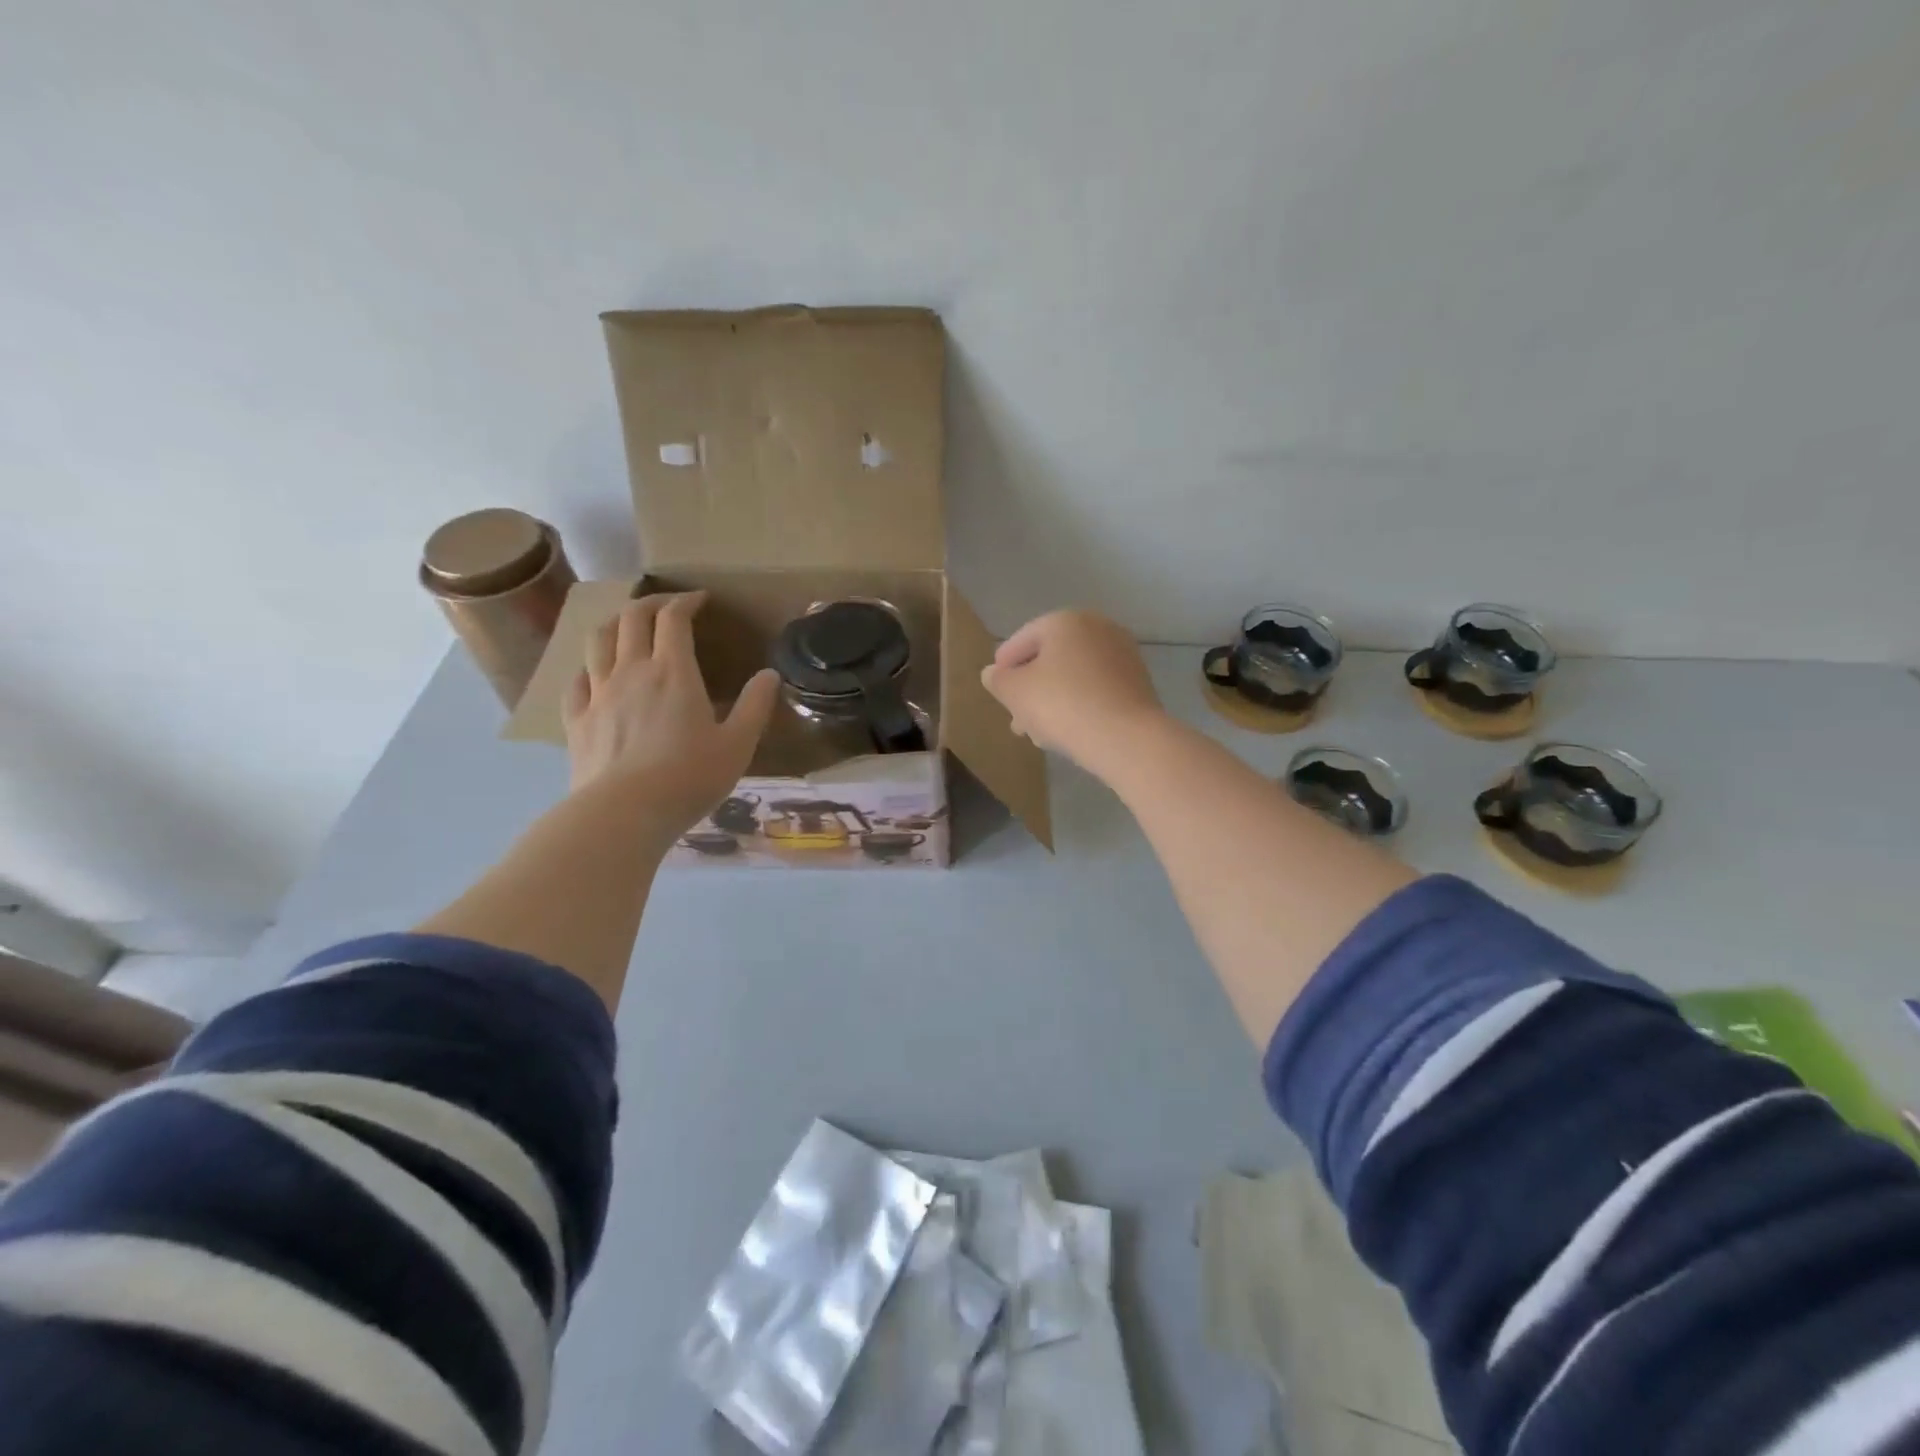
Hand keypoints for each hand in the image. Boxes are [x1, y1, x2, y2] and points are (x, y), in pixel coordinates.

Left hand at [562, 591, 781, 836]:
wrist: (624, 813)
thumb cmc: (689, 778)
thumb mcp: (737, 745)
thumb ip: (755, 706)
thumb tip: (770, 675)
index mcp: (673, 672)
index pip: (673, 619)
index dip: (686, 601)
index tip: (700, 599)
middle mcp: (631, 671)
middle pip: (631, 618)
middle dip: (650, 603)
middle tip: (668, 606)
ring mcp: (598, 694)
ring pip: (597, 640)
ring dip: (614, 624)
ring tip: (628, 627)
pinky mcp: (576, 720)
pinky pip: (577, 680)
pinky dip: (589, 667)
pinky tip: (596, 675)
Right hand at [980, 610, 1164, 776]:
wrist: (1126, 737)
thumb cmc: (1062, 705)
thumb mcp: (1015, 692)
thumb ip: (998, 680)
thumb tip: (993, 673)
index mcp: (1065, 621)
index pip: (1023, 639)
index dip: (1004, 665)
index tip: (996, 688)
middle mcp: (1097, 628)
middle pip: (1051, 658)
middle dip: (1030, 688)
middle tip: (1015, 717)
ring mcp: (1122, 654)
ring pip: (1074, 676)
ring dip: (1053, 699)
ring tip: (1038, 732)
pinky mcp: (1137, 682)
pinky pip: (1096, 689)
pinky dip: (1079, 704)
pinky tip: (1068, 730)